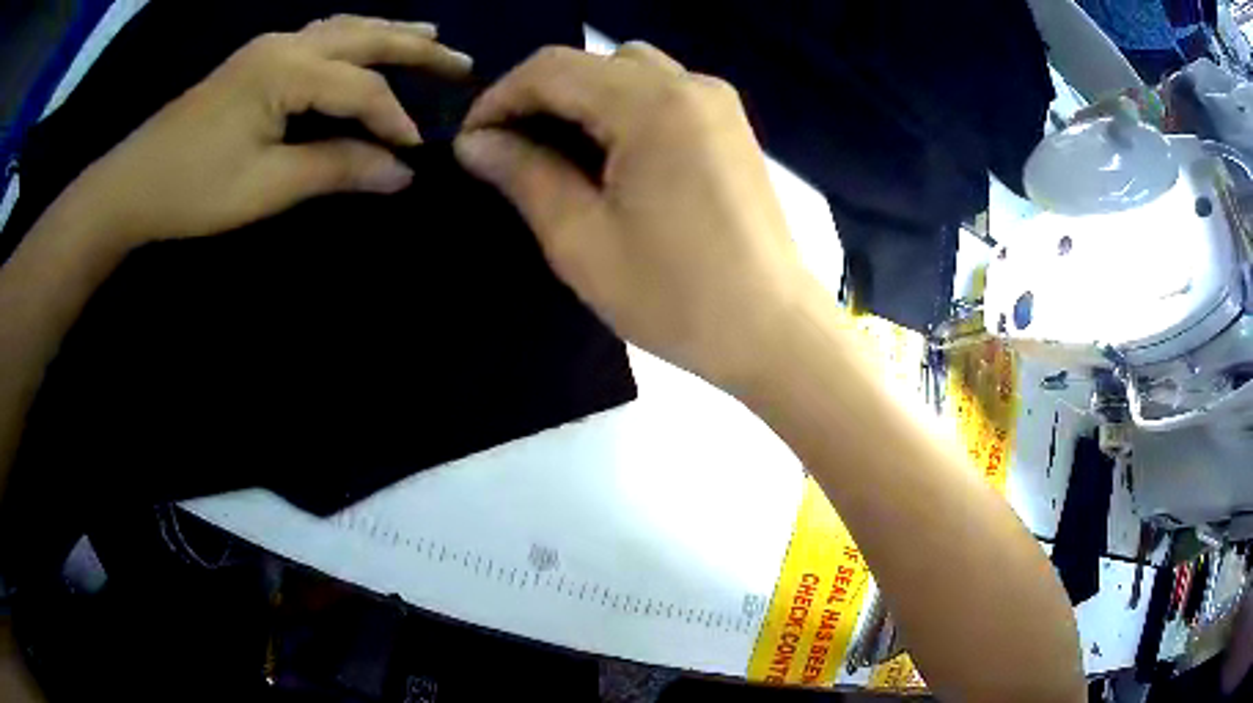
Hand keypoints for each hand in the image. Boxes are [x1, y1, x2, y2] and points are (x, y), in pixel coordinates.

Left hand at [65, 15, 471, 245]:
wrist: (131, 184)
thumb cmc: (192, 189)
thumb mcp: (265, 187)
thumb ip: (335, 169)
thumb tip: (400, 173)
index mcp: (286, 70)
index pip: (361, 87)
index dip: (394, 119)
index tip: (417, 154)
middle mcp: (284, 43)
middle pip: (364, 36)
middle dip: (415, 49)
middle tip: (461, 63)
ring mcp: (267, 46)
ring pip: (343, 27)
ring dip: (388, 31)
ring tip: (428, 38)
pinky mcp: (255, 59)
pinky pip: (319, 35)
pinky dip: (353, 36)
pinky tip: (362, 41)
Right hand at [454, 44, 806, 387]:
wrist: (773, 330)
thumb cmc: (676, 296)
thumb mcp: (581, 240)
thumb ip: (524, 175)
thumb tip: (476, 143)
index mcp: (652, 105)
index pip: (552, 69)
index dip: (500, 98)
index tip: (472, 142)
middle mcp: (690, 85)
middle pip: (591, 63)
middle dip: (538, 98)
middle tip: (509, 152)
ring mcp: (718, 102)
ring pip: (628, 72)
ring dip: (581, 100)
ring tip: (557, 154)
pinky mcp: (731, 125)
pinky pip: (662, 93)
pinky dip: (622, 109)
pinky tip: (610, 156)